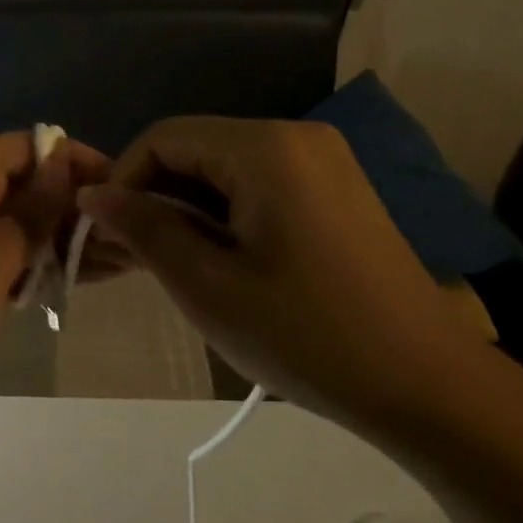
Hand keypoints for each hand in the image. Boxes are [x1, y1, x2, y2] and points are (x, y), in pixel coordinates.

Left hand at [0, 131, 108, 425]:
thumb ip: (32, 212)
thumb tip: (65, 163)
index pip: (25, 146)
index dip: (71, 158)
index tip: (118, 185)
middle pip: (26, 184)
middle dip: (74, 204)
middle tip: (125, 235)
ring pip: (21, 222)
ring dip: (63, 238)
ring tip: (118, 260)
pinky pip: (7, 254)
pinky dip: (40, 263)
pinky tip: (82, 278)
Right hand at [77, 117, 498, 436]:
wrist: (429, 386)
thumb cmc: (308, 336)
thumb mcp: (208, 286)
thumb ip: (144, 228)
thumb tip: (93, 195)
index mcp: (265, 148)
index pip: (163, 138)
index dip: (123, 179)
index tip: (105, 233)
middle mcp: (296, 136)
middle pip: (195, 148)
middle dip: (155, 195)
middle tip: (131, 255)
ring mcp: (323, 161)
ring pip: (224, 168)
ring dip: (188, 207)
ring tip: (170, 263)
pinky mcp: (336, 188)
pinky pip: (258, 184)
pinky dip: (225, 213)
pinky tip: (218, 258)